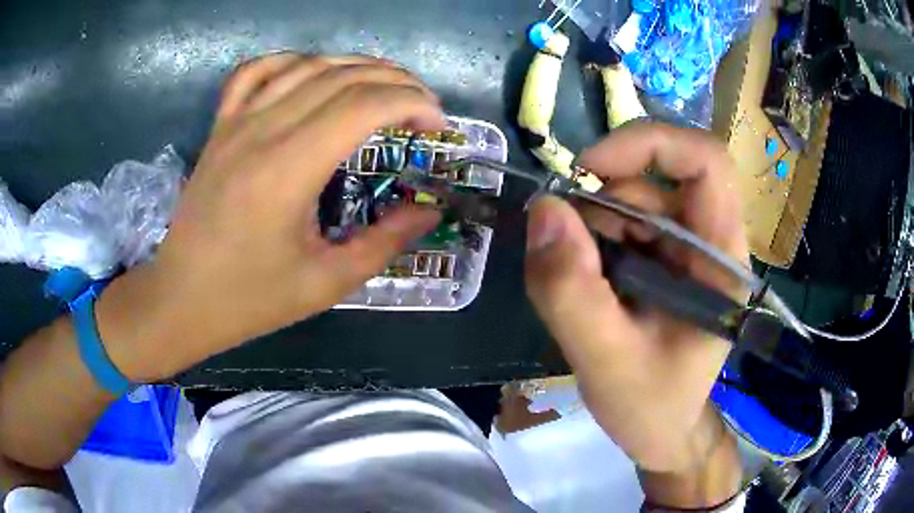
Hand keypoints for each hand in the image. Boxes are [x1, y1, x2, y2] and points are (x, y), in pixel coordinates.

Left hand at [96, 53, 443, 380]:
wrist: (181, 300)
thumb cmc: (250, 300)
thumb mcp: (326, 283)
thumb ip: (386, 242)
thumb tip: (431, 211)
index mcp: (289, 169)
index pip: (365, 105)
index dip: (413, 104)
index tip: (437, 125)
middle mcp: (262, 130)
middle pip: (342, 77)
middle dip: (396, 81)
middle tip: (422, 106)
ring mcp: (236, 123)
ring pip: (306, 65)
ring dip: (354, 66)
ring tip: (384, 85)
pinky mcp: (220, 127)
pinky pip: (255, 72)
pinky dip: (291, 61)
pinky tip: (311, 73)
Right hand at [524, 122, 748, 473]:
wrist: (663, 431)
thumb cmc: (652, 407)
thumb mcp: (606, 361)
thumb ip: (572, 292)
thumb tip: (543, 209)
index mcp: (720, 258)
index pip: (706, 161)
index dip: (649, 143)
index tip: (589, 170)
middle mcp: (708, 240)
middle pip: (655, 179)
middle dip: (602, 206)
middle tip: (570, 259)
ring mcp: (684, 248)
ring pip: (632, 200)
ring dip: (593, 229)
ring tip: (581, 288)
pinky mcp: (662, 260)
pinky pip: (620, 226)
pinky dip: (592, 243)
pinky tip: (588, 286)